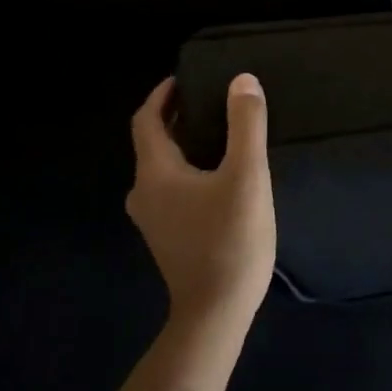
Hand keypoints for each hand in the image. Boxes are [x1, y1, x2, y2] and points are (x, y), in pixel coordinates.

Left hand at [127, 74, 276, 336]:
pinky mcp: (169, 235)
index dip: (163, 95)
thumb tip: (242, 80)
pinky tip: (221, 171)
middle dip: (178, 116)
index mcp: (155, 173)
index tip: (187, 77)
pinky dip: (190, 167)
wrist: (216, 313)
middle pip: (153, 142)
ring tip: (221, 130)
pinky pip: (173, 187)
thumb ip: (245, 125)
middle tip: (212, 98)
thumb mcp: (246, 175)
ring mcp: (153, 218)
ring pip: (164, 166)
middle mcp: (144, 192)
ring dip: (185, 143)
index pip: (146, 120)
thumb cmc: (230, 239)